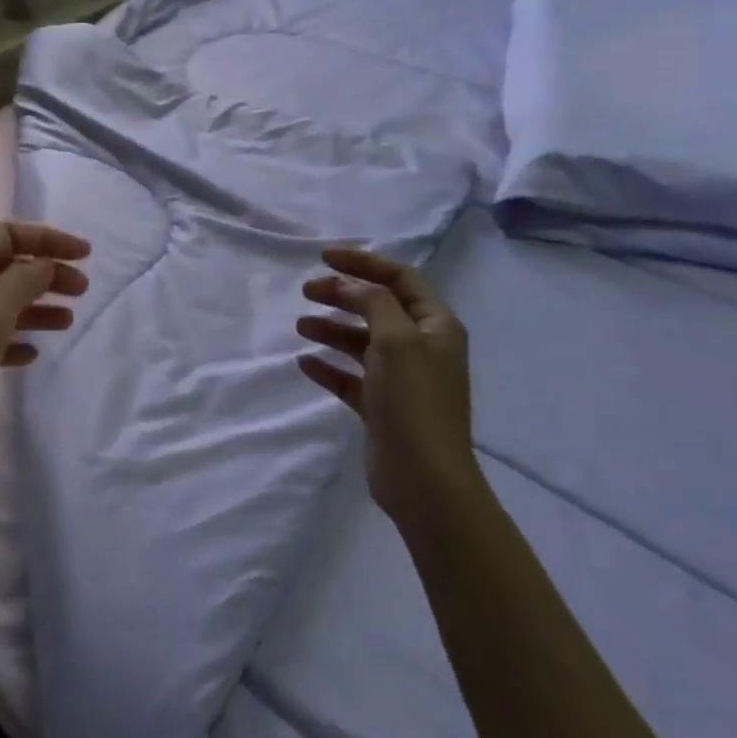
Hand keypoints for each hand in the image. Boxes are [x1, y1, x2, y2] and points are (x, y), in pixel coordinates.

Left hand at [0, 221, 90, 474]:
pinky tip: (31, 355)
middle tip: (82, 290)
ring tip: (67, 322)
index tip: (85, 254)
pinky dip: (12, 339)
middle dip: (46, 274)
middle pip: (6, 266)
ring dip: (35, 307)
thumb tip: (43, 263)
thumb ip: (23, 281)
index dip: (48, 239)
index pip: (7, 234)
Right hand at [297, 248, 478, 524]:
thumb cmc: (414, 401)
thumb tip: (351, 286)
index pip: (400, 279)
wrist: (424, 479)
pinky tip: (305, 364)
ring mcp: (401, 379)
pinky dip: (329, 367)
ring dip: (332, 329)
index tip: (324, 258)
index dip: (363, 263)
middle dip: (342, 295)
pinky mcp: (382, 407)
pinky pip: (351, 377)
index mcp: (435, 326)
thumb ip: (373, 303)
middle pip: (378, 307)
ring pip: (362, 341)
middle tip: (306, 291)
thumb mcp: (396, 339)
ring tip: (301, 326)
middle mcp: (421, 347)